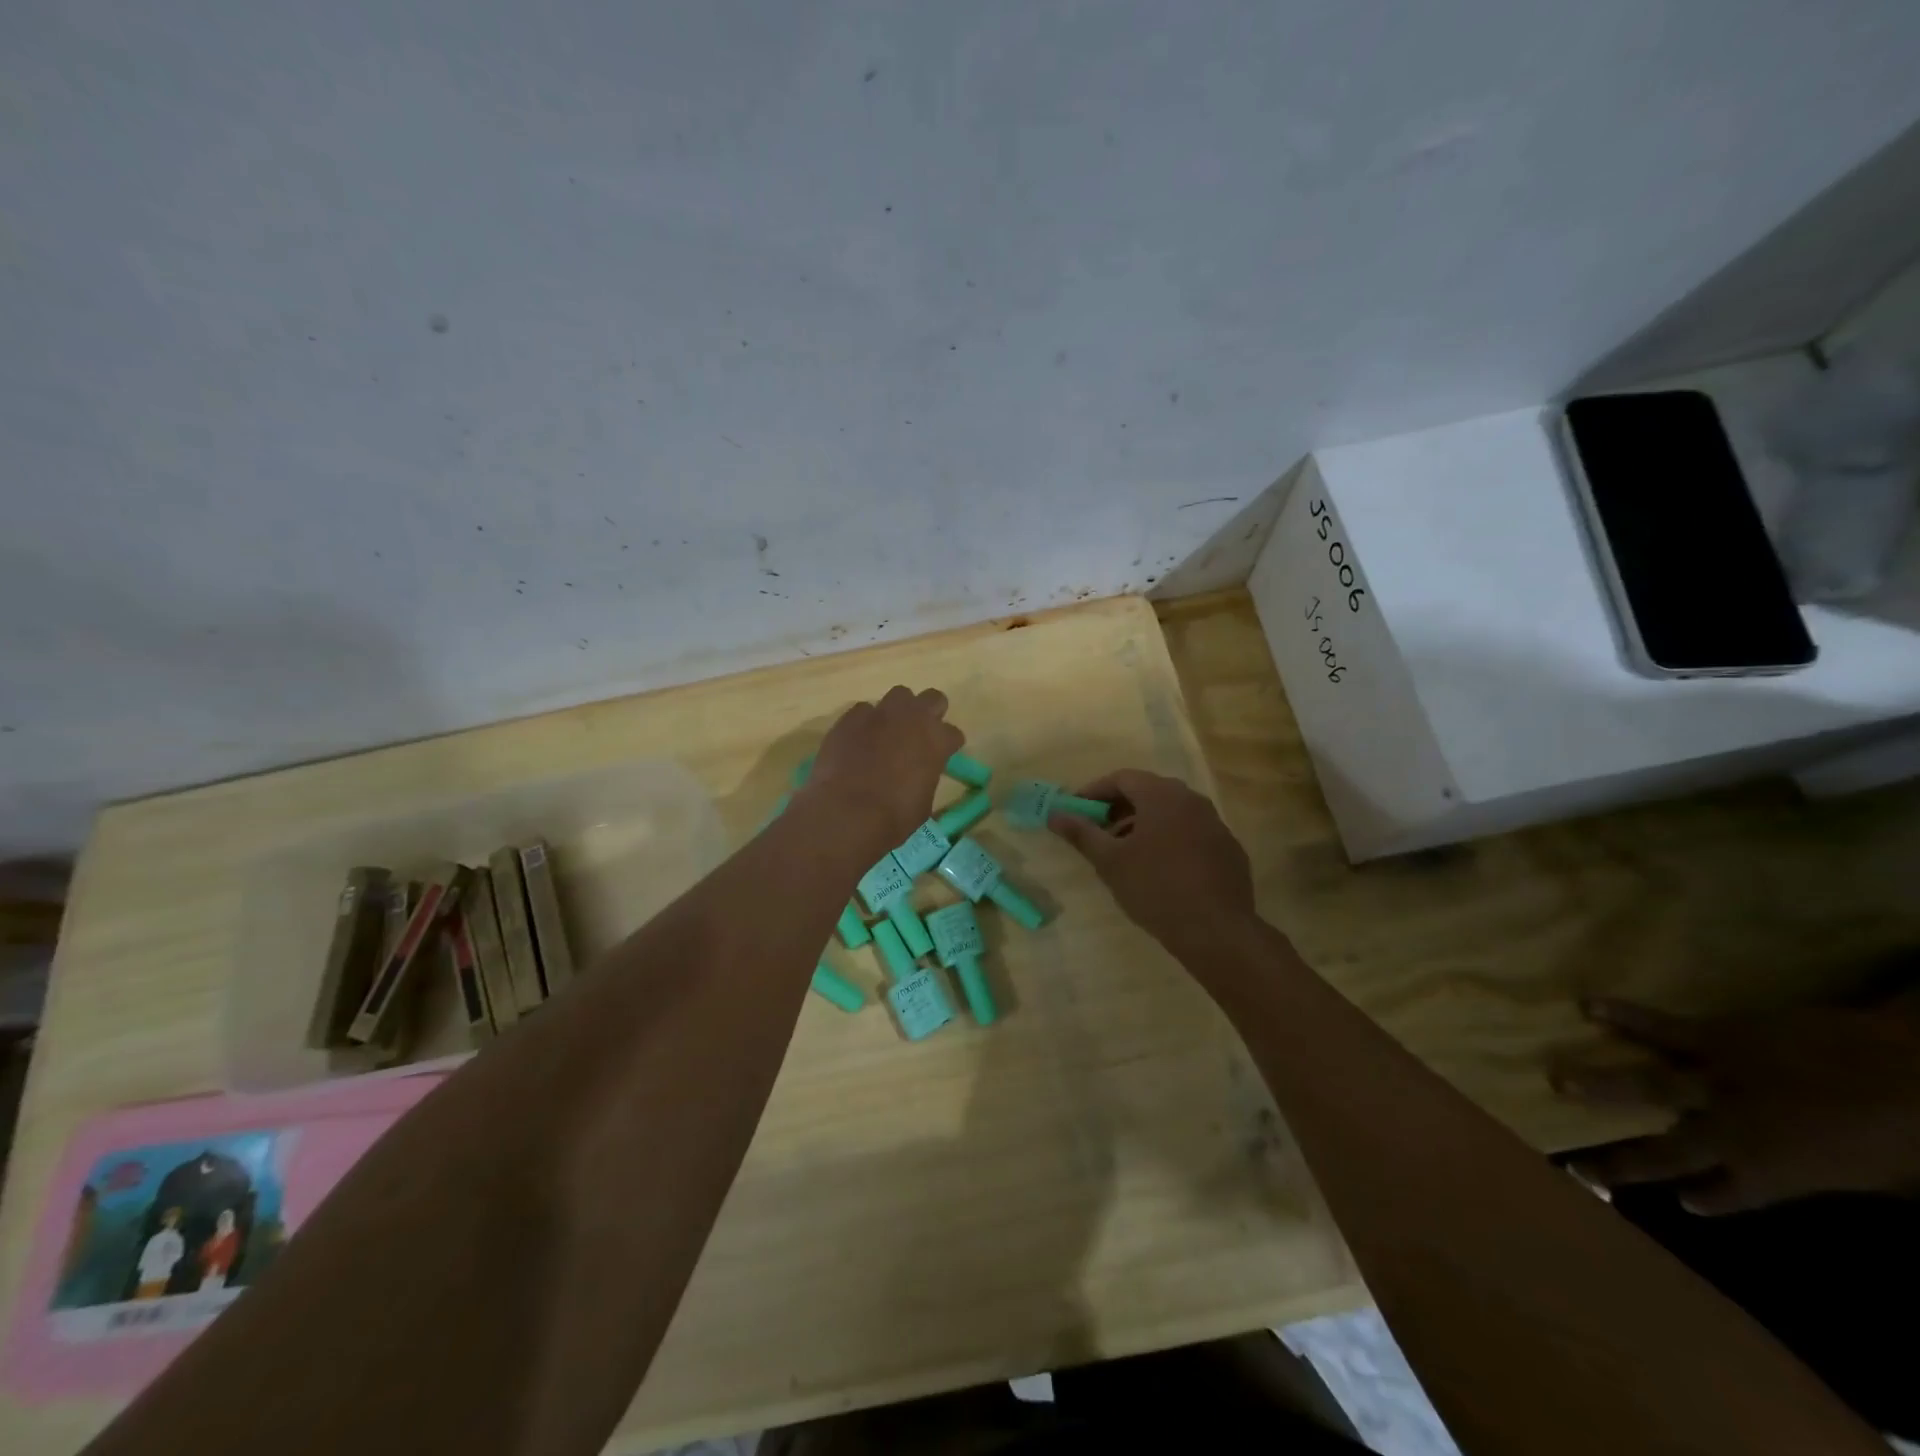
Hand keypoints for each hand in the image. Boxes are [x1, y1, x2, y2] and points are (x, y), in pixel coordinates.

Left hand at [801, 686, 962, 849]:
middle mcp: (913, 718)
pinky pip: (864, 710)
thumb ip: (926, 777)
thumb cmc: (893, 817)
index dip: (947, 745)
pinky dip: (865, 722)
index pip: (953, 733)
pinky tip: (858, 740)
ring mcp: (880, 713)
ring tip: (888, 732)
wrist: (846, 812)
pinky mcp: (851, 717)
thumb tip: (917, 774)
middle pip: (933, 698)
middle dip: (930, 713)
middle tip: (919, 734)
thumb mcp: (923, 802)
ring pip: (898, 695)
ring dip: (898, 711)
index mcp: (937, 740)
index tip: (941, 757)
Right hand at [1048, 769, 1254, 953]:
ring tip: (1125, 853)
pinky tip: (1159, 870)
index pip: (1122, 778)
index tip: (1076, 811)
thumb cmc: (1155, 888)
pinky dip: (1169, 840)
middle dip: (1119, 809)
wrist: (1216, 930)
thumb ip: (1081, 833)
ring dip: (1144, 825)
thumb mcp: (1110, 861)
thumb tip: (1055, 814)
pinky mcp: (1228, 849)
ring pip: (1171, 813)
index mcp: (1162, 795)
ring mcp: (1215, 824)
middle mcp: (1192, 800)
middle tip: (1098, 832)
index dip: (1095, 792)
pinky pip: (1191, 833)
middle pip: (1148, 792)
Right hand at [1556, 998, 1919, 1213]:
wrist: (1916, 1074)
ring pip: (1648, 1086)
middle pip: (1669, 1150)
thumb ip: (1834, 1175)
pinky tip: (1589, 1006)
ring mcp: (1718, 1081)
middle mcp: (1732, 1131)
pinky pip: (1662, 1028)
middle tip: (1579, 1167)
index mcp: (1777, 1171)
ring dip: (1600, 1085)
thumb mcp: (1886, 1178)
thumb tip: (1813, 1175)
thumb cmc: (1910, 1137)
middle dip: (1624, 1160)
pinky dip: (1626, 1016)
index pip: (1728, 1194)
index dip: (1706, 1199)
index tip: (1685, 1203)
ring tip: (1557, 1081)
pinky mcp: (1716, 1038)